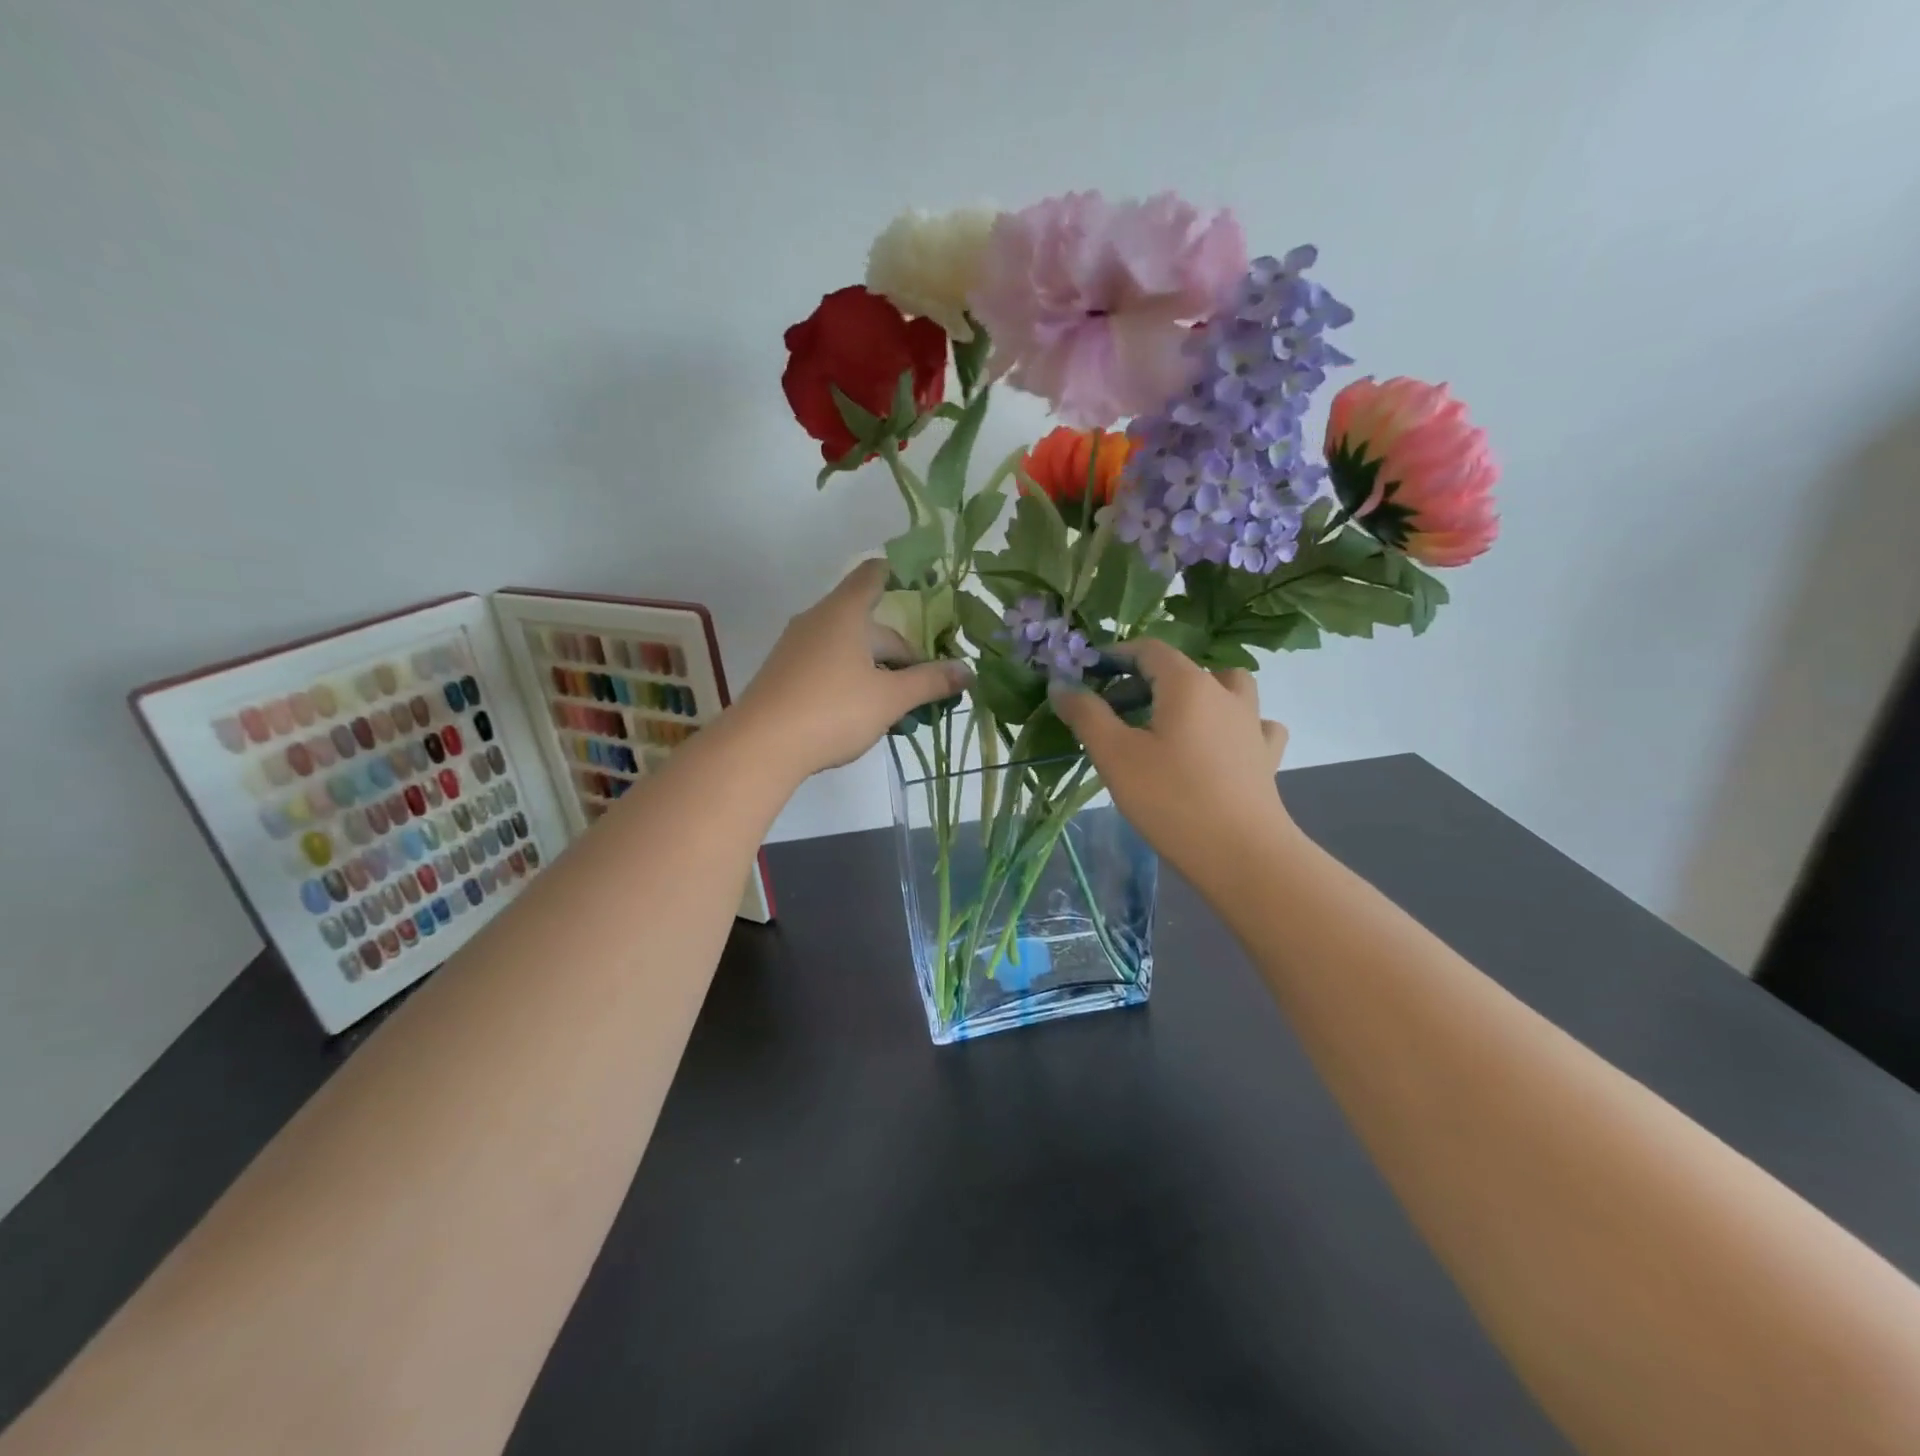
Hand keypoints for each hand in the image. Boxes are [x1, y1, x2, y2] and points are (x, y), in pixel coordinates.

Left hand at [734, 560, 971, 783]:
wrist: (761, 745)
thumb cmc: (833, 710)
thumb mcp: (890, 699)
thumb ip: (930, 682)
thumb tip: (967, 671)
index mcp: (845, 613)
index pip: (874, 575)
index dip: (900, 574)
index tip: (924, 585)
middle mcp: (818, 621)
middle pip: (869, 624)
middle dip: (901, 653)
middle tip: (926, 685)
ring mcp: (797, 647)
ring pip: (849, 649)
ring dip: (878, 671)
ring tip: (900, 705)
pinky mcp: (785, 674)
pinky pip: (828, 665)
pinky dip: (852, 680)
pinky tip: (864, 713)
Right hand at [1049, 639, 1292, 880]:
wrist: (1241, 853)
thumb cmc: (1170, 799)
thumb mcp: (1115, 755)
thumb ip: (1086, 714)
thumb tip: (1061, 685)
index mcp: (1188, 684)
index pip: (1149, 649)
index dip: (1116, 655)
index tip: (1089, 675)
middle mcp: (1224, 693)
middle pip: (1183, 668)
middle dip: (1144, 680)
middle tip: (1114, 711)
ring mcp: (1252, 723)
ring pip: (1226, 687)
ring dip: (1196, 693)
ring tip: (1171, 719)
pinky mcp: (1266, 755)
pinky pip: (1253, 723)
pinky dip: (1234, 723)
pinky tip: (1221, 743)